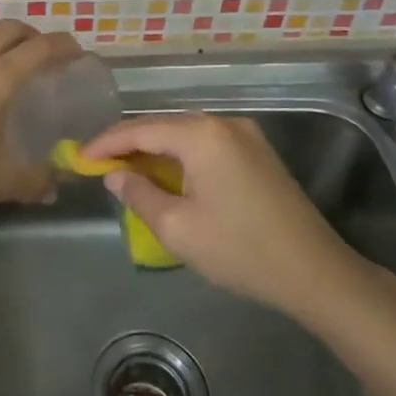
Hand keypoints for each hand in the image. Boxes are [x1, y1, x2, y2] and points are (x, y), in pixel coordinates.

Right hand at [82, 114, 368, 315]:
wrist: (316, 272)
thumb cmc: (240, 249)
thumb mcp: (177, 228)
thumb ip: (139, 195)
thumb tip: (115, 175)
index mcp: (201, 134)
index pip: (140, 129)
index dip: (106, 143)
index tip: (79, 158)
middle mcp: (223, 123)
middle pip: (163, 126)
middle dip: (129, 145)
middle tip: (99, 166)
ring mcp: (245, 135)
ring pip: (185, 135)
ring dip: (155, 151)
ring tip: (126, 171)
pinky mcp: (257, 153)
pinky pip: (206, 145)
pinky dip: (180, 157)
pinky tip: (166, 175)